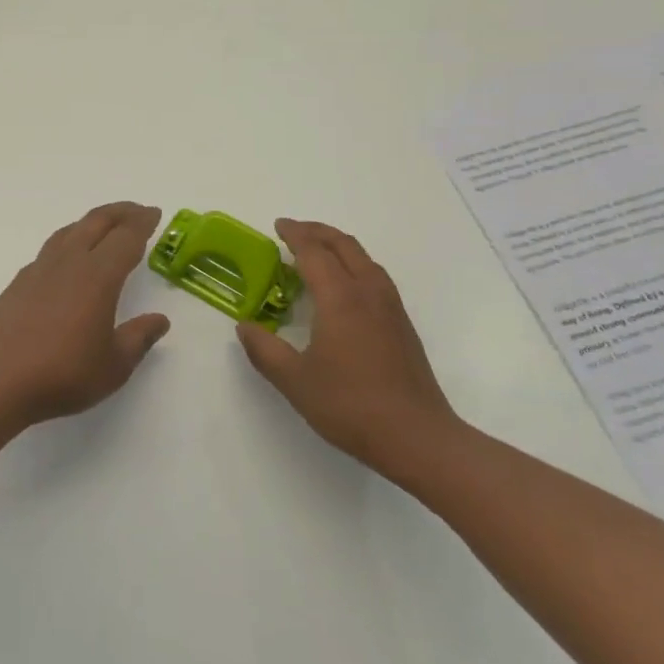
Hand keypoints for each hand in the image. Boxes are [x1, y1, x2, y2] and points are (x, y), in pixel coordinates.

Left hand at [0, 202, 171, 427]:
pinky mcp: (18, 283)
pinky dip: (66, 243)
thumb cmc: (64, 374)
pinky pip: (49, 251)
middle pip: (96, 223)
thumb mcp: (114, 365)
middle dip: (119, 213)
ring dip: (90, 223)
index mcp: (97, 277)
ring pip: (68, 232)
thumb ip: (138, 338)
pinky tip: (66, 260)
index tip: (154, 213)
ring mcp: (38, 271)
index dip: (142, 223)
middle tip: (137, 211)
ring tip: (103, 227)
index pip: (125, 238)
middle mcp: (68, 264)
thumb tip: (159, 320)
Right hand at [236, 219, 458, 477]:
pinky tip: (345, 286)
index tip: (278, 225)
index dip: (295, 235)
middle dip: (318, 232)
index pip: (314, 252)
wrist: (418, 437)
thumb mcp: (294, 381)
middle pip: (344, 246)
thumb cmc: (350, 405)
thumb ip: (264, 350)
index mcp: (339, 298)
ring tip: (318, 251)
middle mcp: (367, 293)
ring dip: (339, 245)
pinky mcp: (403, 325)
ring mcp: (390, 308)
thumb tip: (245, 327)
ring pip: (364, 259)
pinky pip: (375, 276)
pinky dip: (354, 264)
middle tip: (294, 230)